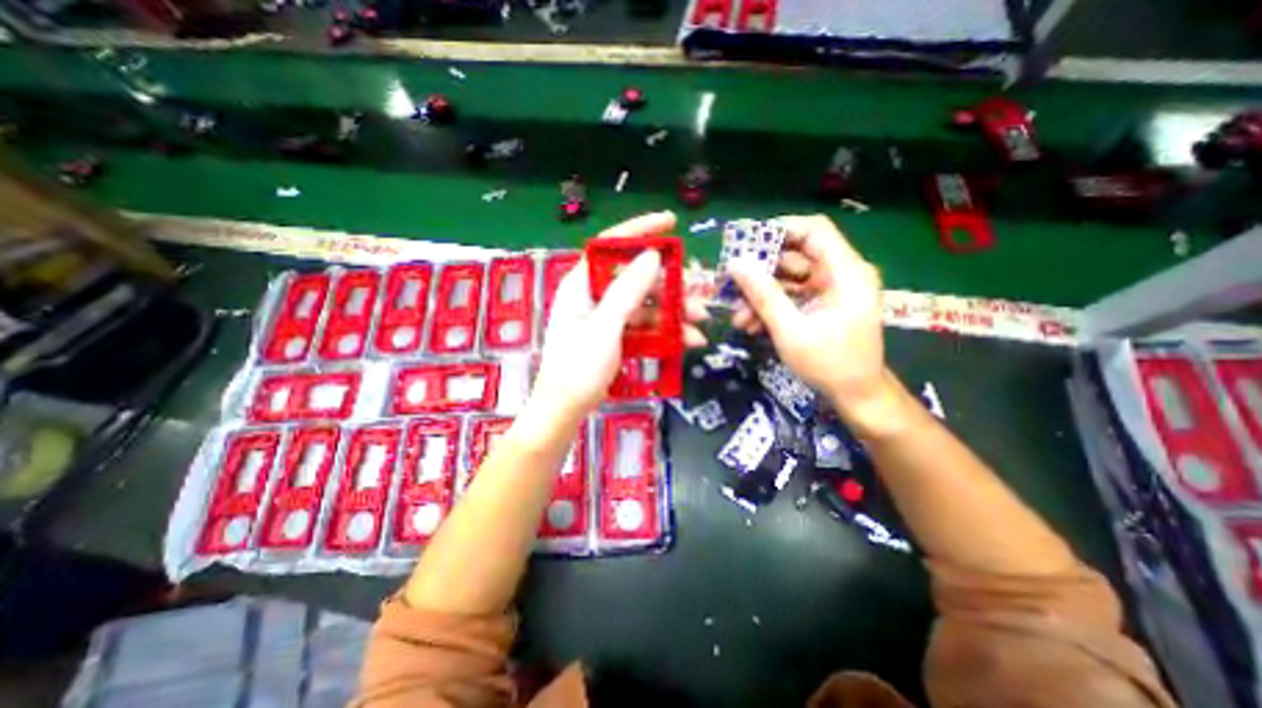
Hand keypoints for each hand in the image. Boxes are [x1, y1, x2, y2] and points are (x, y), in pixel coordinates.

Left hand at [528, 212, 706, 427]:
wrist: (565, 411)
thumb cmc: (578, 368)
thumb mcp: (605, 327)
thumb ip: (628, 290)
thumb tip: (652, 255)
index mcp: (582, 284)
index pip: (611, 245)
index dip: (641, 230)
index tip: (672, 223)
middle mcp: (594, 294)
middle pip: (637, 277)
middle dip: (671, 286)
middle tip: (699, 296)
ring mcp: (606, 316)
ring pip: (646, 303)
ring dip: (674, 312)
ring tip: (700, 325)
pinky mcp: (615, 335)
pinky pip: (644, 325)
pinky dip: (665, 331)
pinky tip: (688, 340)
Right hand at [730, 209, 895, 431]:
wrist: (857, 397)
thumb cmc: (830, 364)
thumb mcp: (791, 330)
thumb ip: (763, 295)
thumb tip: (735, 263)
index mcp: (845, 272)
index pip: (814, 231)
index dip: (779, 230)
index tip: (746, 244)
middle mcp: (840, 275)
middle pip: (795, 256)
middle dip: (760, 273)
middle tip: (732, 285)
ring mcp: (829, 291)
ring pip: (787, 279)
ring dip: (760, 295)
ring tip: (738, 316)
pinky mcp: (820, 305)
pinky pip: (790, 296)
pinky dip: (770, 307)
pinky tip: (751, 325)